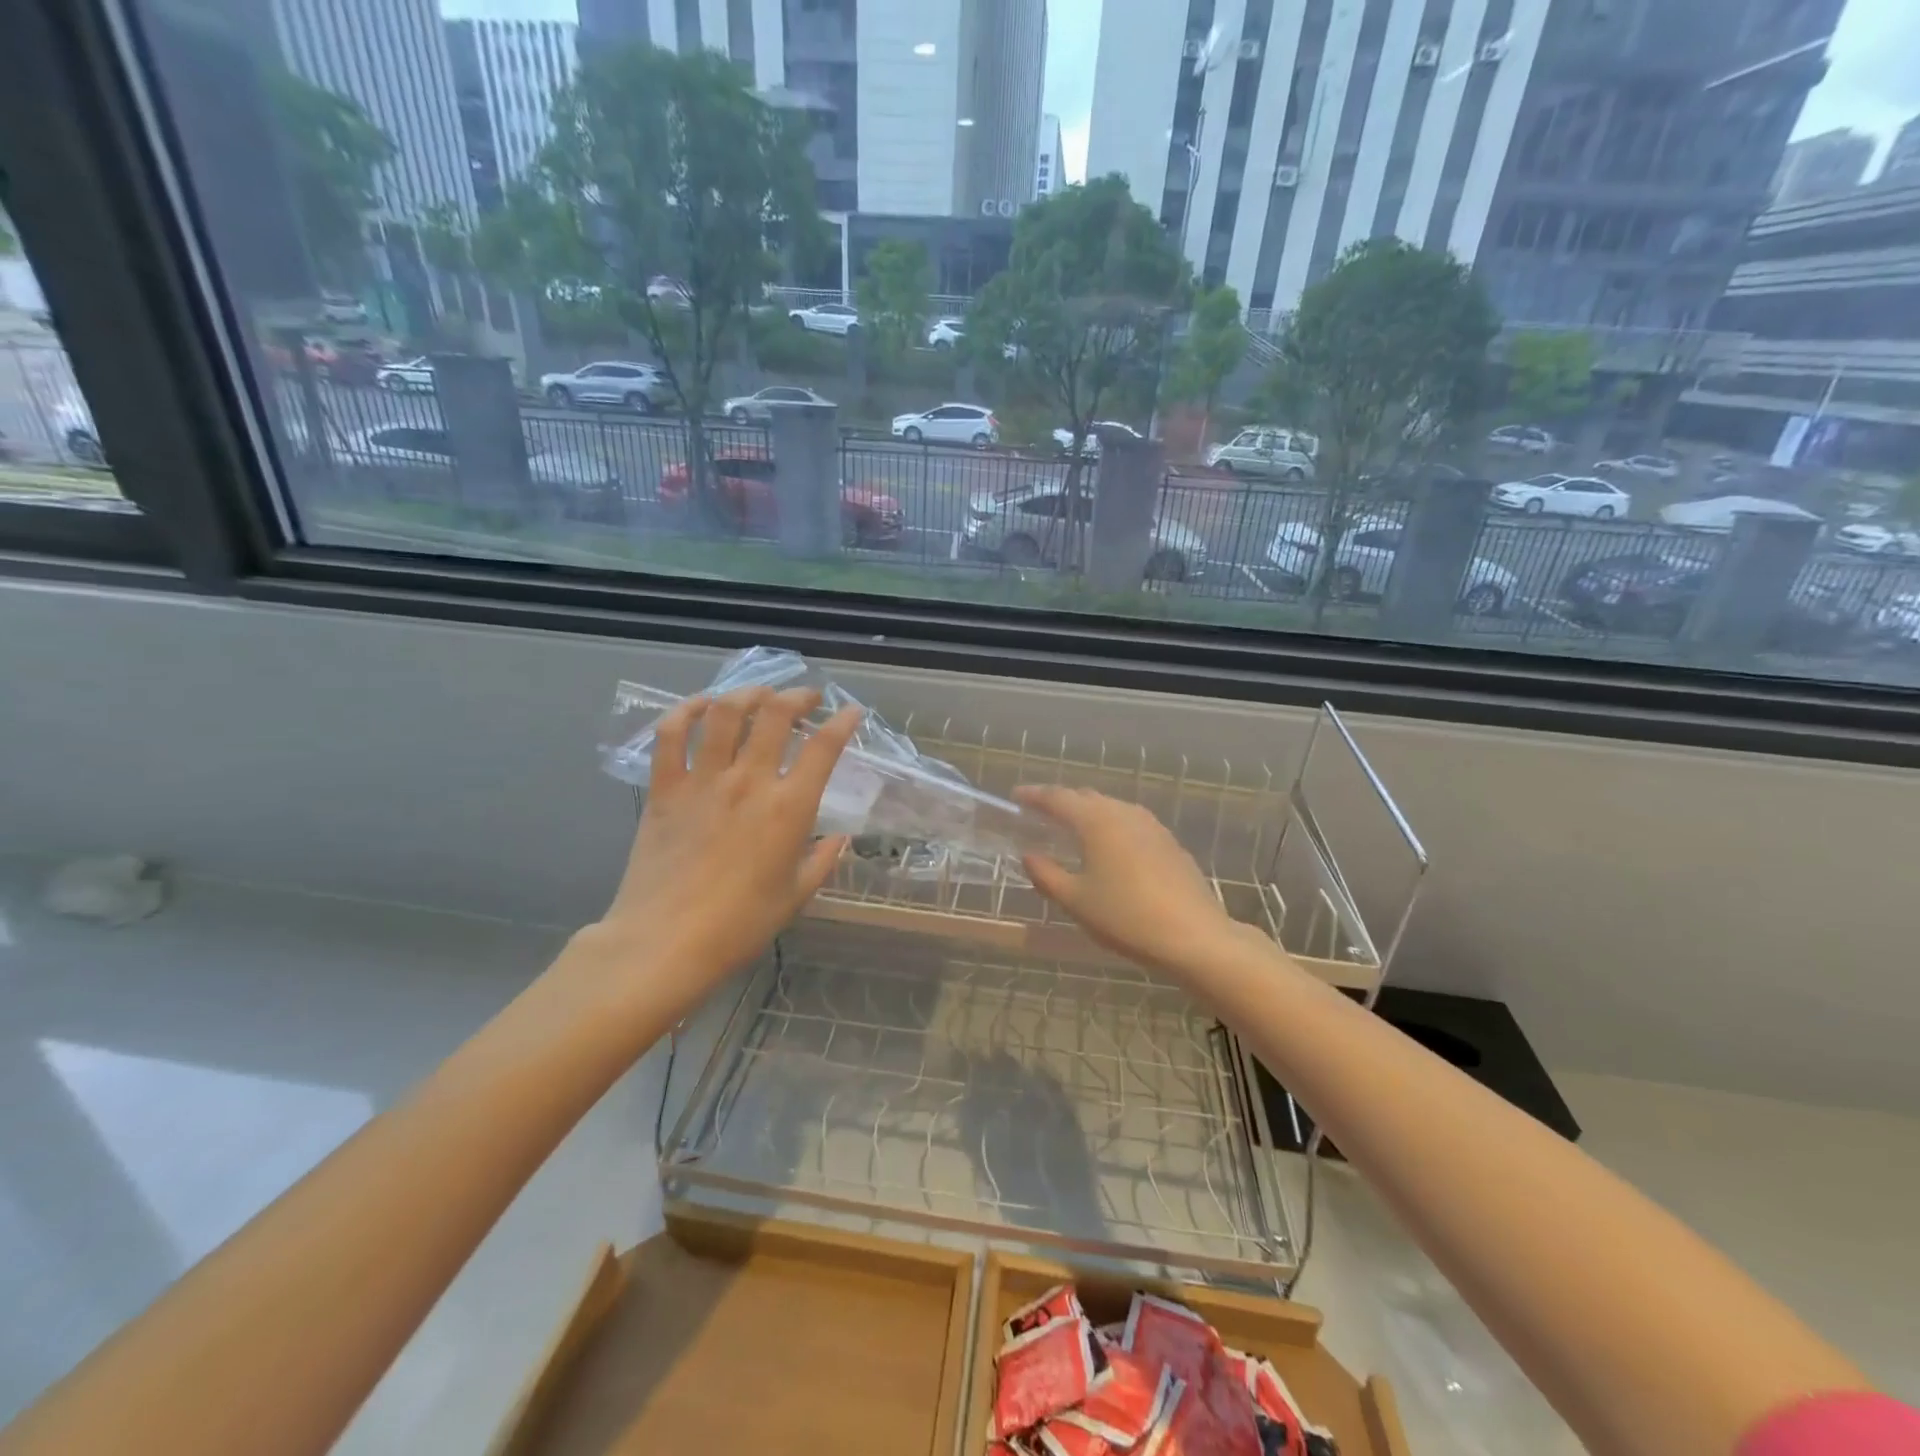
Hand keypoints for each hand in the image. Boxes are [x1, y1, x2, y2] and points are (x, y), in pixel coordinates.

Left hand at [583, 686, 860, 1020]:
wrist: (665, 943)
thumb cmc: (739, 926)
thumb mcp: (796, 896)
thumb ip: (822, 861)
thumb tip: (838, 838)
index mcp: (789, 808)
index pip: (824, 747)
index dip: (843, 721)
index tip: (851, 712)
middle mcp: (750, 781)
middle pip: (776, 713)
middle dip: (798, 695)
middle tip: (806, 698)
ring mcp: (704, 780)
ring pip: (727, 712)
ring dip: (748, 693)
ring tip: (760, 695)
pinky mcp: (665, 788)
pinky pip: (672, 734)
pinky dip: (687, 711)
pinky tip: (702, 705)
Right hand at [1016, 785, 1250, 980]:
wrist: (1194, 936)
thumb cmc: (1126, 917)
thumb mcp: (1076, 901)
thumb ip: (1047, 875)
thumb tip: (1028, 856)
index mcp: (1096, 821)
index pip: (1057, 798)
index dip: (1034, 795)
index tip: (1016, 796)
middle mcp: (1123, 813)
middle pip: (1085, 797)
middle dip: (1061, 801)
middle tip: (1040, 814)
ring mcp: (1151, 825)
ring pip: (1111, 807)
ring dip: (1088, 812)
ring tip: (1072, 828)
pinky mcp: (1169, 842)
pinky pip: (1130, 822)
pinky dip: (1110, 825)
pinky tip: (1109, 847)